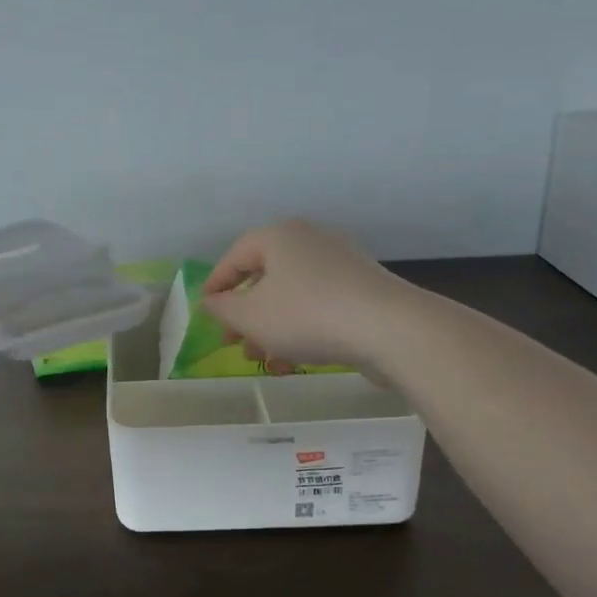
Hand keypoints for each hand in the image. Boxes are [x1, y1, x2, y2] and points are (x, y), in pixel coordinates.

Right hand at [201, 219, 410, 371]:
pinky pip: (320, 304)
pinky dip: (302, 328)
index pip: (235, 255)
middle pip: (265, 276)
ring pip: (293, 295)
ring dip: (272, 327)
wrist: (390, 329)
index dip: (215, 284)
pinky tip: (297, 360)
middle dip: (245, 314)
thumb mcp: (250, 317)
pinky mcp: (364, 288)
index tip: (205, 311)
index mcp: (280, 236)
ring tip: (264, 359)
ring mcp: (342, 262)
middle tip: (233, 342)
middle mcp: (311, 240)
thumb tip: (211, 301)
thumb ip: (222, 309)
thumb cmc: (307, 315)